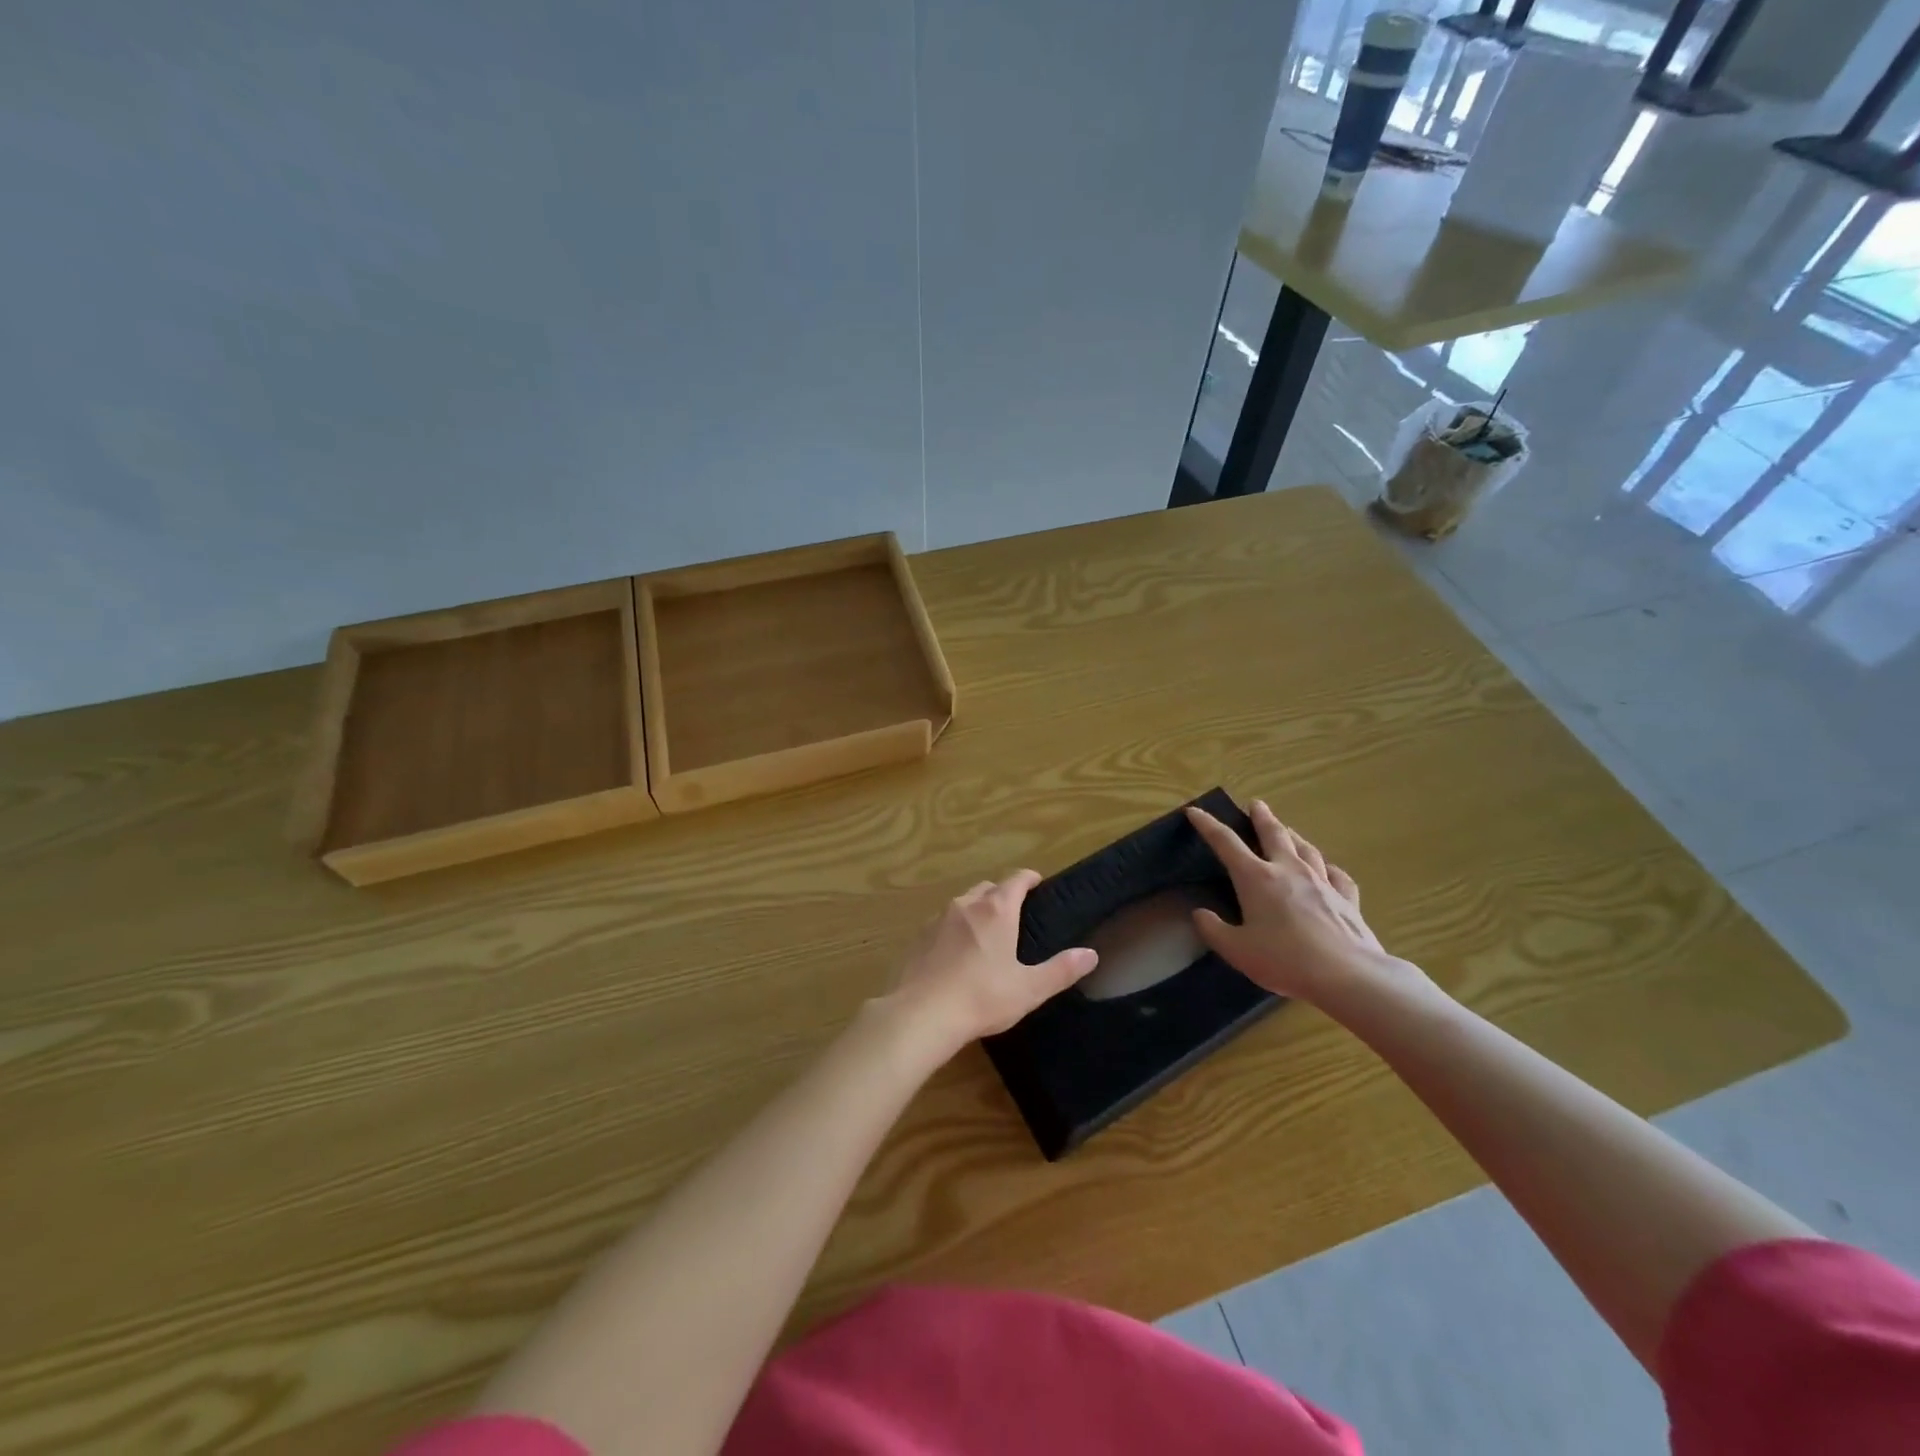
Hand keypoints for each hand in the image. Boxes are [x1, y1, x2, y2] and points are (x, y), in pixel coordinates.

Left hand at [886, 871, 1096, 1057]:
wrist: (922, 1013)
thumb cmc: (983, 997)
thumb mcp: (1029, 988)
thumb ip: (1061, 970)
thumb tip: (1091, 954)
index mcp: (996, 911)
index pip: (1015, 880)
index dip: (1028, 878)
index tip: (1037, 882)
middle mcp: (966, 905)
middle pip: (987, 888)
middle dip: (1001, 894)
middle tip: (1014, 913)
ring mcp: (938, 918)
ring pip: (962, 903)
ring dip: (976, 910)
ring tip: (986, 933)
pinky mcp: (919, 936)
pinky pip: (942, 923)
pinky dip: (954, 929)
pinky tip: (956, 952)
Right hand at [1186, 801, 1406, 1005]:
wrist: (1348, 975)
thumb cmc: (1284, 960)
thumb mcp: (1236, 950)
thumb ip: (1213, 930)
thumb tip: (1200, 914)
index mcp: (1256, 878)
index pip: (1225, 843)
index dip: (1207, 825)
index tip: (1195, 811)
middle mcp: (1288, 870)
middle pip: (1273, 834)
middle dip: (1262, 817)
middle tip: (1256, 804)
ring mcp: (1321, 882)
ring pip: (1305, 848)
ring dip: (1293, 836)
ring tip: (1287, 830)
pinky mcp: (1347, 899)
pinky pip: (1336, 874)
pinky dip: (1327, 867)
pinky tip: (1327, 869)